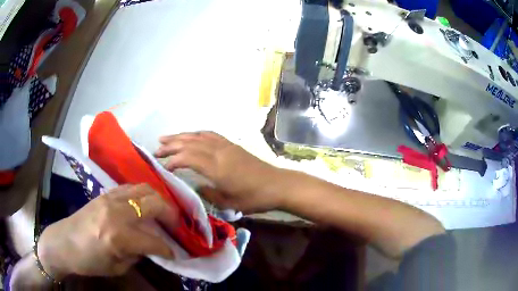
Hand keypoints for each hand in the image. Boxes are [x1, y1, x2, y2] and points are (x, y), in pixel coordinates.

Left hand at [37, 184, 177, 279]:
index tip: (176, 253)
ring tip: (164, 213)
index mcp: (118, 236)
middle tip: (177, 226)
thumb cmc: (88, 261)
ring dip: (159, 201)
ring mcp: (110, 198)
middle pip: (154, 204)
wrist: (63, 242)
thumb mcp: (117, 267)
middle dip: (171, 215)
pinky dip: (143, 195)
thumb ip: (138, 254)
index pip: (154, 240)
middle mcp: (116, 212)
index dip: (168, 249)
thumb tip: (153, 245)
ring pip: (144, 189)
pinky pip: (131, 188)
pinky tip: (144, 206)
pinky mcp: (105, 193)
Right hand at [154, 131, 282, 212]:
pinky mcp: (232, 145)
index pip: (188, 158)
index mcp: (217, 168)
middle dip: (171, 145)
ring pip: (198, 136)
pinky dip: (196, 134)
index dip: (173, 160)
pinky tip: (190, 136)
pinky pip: (210, 135)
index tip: (162, 166)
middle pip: (190, 144)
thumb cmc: (254, 198)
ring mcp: (226, 146)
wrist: (277, 185)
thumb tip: (196, 187)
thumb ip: (209, 194)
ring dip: (181, 136)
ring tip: (166, 138)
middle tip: (156, 149)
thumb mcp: (229, 203)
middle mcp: (219, 152)